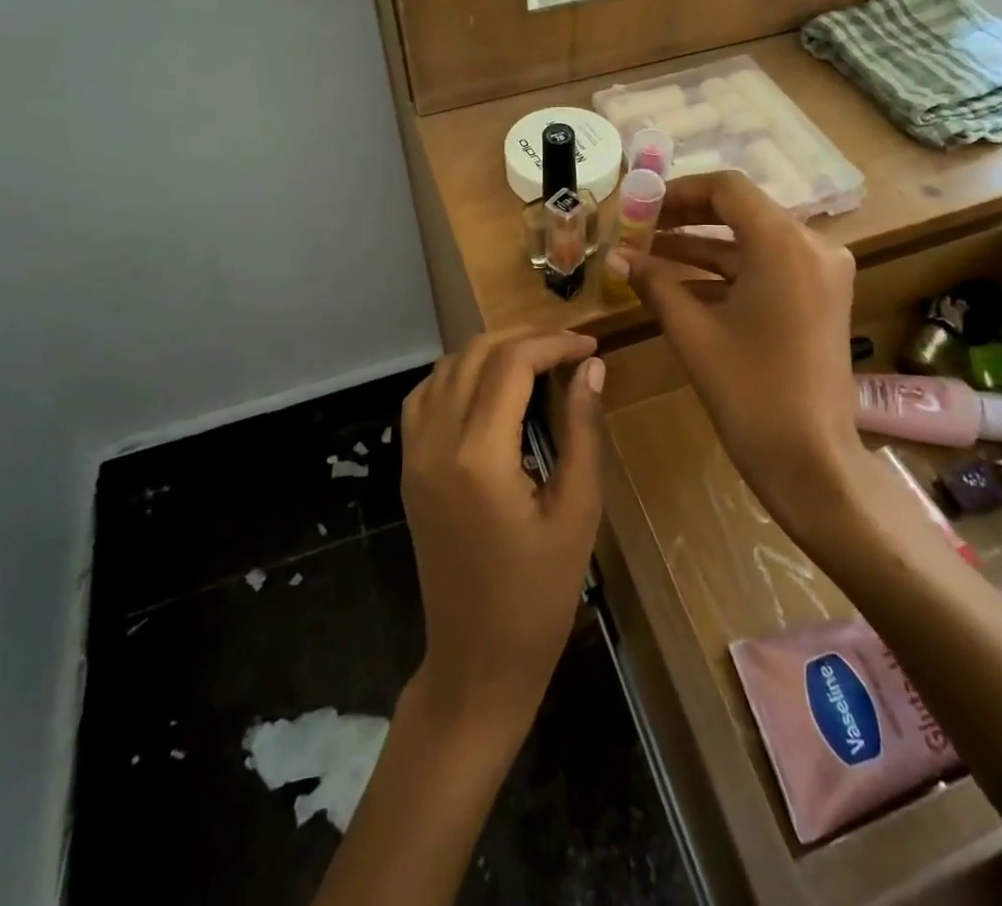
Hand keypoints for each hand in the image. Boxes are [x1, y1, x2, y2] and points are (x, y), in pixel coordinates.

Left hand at [399, 328, 604, 736]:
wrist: (476, 662)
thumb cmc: (539, 596)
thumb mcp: (577, 511)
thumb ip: (582, 430)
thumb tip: (592, 367)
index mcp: (478, 455)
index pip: (511, 364)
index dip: (553, 343)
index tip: (590, 346)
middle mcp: (436, 443)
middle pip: (475, 355)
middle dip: (523, 339)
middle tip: (568, 348)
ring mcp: (414, 455)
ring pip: (445, 369)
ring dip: (489, 352)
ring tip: (535, 360)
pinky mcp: (408, 469)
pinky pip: (424, 398)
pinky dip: (456, 376)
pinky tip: (488, 388)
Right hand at [607, 172, 861, 533]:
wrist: (812, 461)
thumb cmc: (749, 392)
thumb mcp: (692, 332)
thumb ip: (653, 283)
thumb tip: (615, 256)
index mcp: (784, 243)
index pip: (726, 189)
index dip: (678, 191)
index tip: (640, 206)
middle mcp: (812, 245)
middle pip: (741, 211)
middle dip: (685, 219)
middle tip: (639, 228)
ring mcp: (821, 273)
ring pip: (752, 242)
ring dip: (702, 249)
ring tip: (647, 256)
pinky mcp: (820, 298)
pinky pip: (767, 269)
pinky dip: (726, 273)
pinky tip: (680, 286)